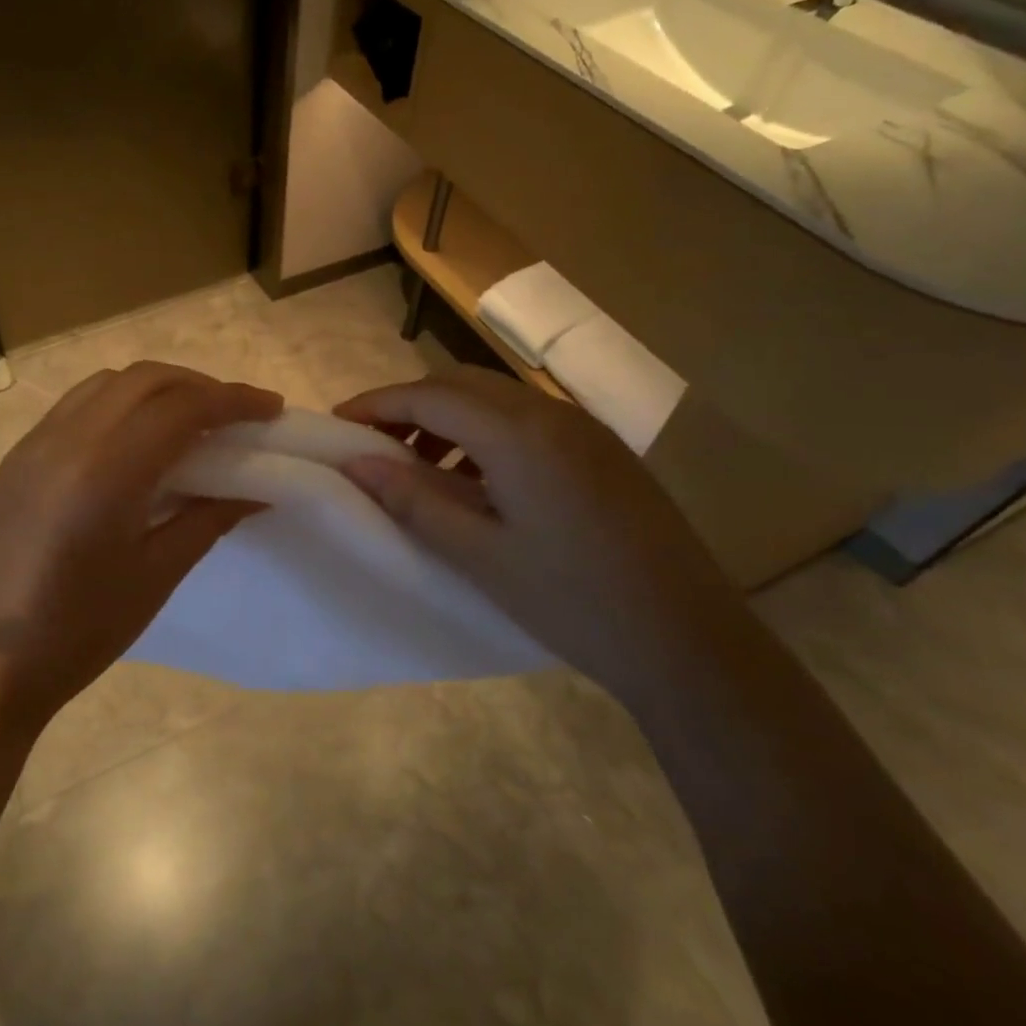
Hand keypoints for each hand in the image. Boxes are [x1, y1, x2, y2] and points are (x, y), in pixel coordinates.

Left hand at [0, 362, 282, 730]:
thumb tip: (256, 490)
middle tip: (234, 414)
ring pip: (107, 384)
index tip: (271, 408)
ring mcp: (35, 443)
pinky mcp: (17, 458)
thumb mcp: (155, 575)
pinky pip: (76, 405)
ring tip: (188, 421)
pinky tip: (134, 440)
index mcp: (106, 470)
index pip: (182, 407)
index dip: (234, 400)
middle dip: (198, 385)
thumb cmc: (78, 630)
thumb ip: (208, 519)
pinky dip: (118, 404)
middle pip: (145, 379)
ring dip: (156, 388)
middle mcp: (67, 439)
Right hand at [335, 365, 738, 697]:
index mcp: (518, 434)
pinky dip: (484, 431)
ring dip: (447, 416)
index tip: (338, 423)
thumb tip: (356, 462)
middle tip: (373, 442)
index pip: (429, 396)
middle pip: (460, 384)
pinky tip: (475, 476)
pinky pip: (526, 418)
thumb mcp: (479, 554)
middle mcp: (550, 413)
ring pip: (494, 397)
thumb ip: (413, 499)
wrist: (688, 641)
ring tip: (418, 464)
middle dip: (409, 404)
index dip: (377, 404)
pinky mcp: (601, 449)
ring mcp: (582, 428)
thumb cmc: (571, 601)